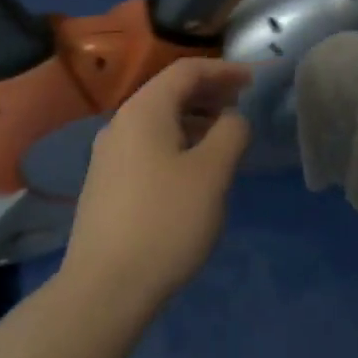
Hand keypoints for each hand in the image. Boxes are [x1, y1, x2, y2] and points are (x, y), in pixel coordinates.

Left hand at [61, 58, 252, 311]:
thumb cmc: (165, 222)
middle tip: (243, 106)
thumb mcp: (211, 174)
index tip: (253, 81)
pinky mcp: (106, 183)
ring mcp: (108, 155)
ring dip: (194, 120)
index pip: (186, 70)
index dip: (223, 70)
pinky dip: (176, 142)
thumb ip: (231, 133)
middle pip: (169, 92)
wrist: (104, 288)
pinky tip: (193, 169)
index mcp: (144, 110)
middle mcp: (120, 123)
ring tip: (224, 138)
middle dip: (209, 93)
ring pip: (158, 121)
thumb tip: (233, 118)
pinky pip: (147, 145)